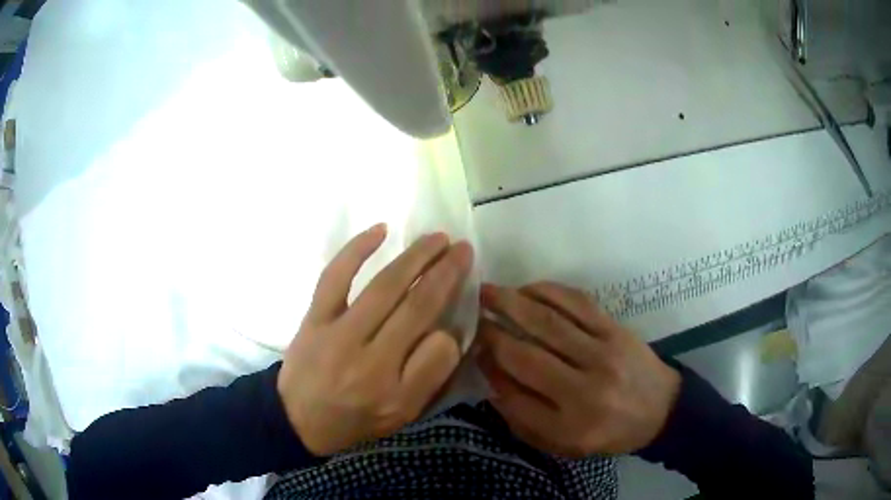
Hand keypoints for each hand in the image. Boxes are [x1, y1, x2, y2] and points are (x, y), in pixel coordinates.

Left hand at [277, 224, 473, 455]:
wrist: (298, 418)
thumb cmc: (355, 419)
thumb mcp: (401, 416)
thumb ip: (430, 379)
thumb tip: (448, 334)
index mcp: (395, 392)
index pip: (439, 350)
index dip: (454, 330)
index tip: (457, 317)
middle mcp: (369, 360)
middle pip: (416, 307)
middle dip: (446, 273)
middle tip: (464, 249)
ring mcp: (338, 334)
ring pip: (384, 287)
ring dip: (415, 258)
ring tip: (437, 238)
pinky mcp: (315, 317)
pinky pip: (336, 276)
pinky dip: (357, 250)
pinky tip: (381, 230)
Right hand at [477, 282, 680, 456]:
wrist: (660, 410)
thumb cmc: (609, 432)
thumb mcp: (564, 443)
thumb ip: (525, 418)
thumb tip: (492, 380)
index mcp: (571, 423)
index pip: (515, 394)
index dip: (489, 368)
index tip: (471, 349)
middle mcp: (585, 387)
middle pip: (527, 353)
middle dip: (492, 331)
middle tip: (470, 313)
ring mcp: (603, 352)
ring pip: (548, 321)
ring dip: (512, 302)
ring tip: (486, 292)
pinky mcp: (615, 329)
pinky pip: (577, 303)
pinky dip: (547, 291)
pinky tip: (527, 289)